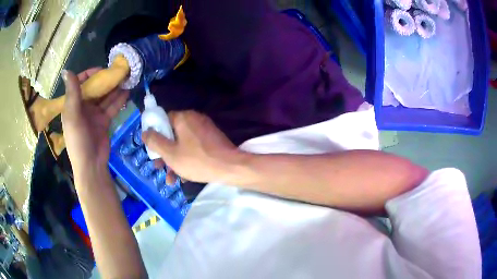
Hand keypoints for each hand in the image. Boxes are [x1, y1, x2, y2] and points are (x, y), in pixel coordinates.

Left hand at [61, 68, 128, 177]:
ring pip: (105, 96)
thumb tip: (66, 70)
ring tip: (126, 78)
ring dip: (114, 88)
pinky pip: (112, 107)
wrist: (91, 165)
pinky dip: (119, 99)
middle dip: (105, 79)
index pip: (81, 83)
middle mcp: (83, 106)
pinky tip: (127, 92)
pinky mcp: (104, 120)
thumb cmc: (78, 141)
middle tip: (118, 71)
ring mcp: (94, 113)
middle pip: (95, 88)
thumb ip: (72, 93)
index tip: (102, 70)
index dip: (90, 74)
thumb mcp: (72, 116)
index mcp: (73, 104)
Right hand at [142, 111, 241, 183]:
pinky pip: (194, 148)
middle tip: (159, 167)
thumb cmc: (197, 160)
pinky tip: (184, 178)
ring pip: (183, 144)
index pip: (163, 120)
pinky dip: (187, 160)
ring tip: (171, 179)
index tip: (152, 150)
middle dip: (164, 153)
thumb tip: (144, 132)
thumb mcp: (170, 153)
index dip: (155, 135)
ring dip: (175, 161)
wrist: (231, 168)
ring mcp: (205, 130)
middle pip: (172, 134)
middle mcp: (194, 119)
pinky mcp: (212, 141)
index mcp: (183, 117)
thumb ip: (155, 141)